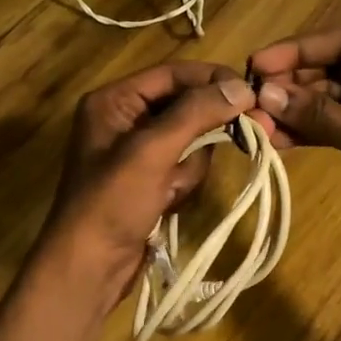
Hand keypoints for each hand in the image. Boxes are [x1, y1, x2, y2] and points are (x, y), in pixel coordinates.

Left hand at [36, 61, 270, 306]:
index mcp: (114, 101)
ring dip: (189, 166)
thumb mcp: (152, 151)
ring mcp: (137, 153)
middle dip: (201, 131)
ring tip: (170, 189)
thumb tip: (242, 87)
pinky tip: (167, 203)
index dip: (211, 79)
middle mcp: (124, 119)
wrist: (89, 267)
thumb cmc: (112, 202)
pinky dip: (183, 184)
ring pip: (190, 141)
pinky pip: (184, 168)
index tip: (251, 92)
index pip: (172, 73)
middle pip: (185, 107)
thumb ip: (195, 113)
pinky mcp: (149, 181)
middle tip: (244, 134)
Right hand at [248, 28, 340, 267]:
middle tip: (251, 101)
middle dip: (294, 85)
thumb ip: (318, 114)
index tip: (256, 64)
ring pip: (334, 99)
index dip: (297, 51)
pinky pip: (340, 124)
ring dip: (298, 110)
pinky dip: (313, 131)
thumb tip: (264, 95)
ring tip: (259, 125)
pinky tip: (280, 141)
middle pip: (336, 68)